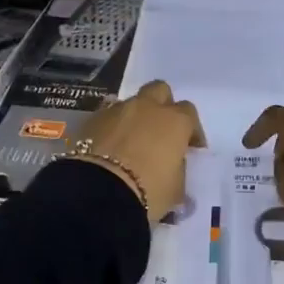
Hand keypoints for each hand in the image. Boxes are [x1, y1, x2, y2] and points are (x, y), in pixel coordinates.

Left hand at [73, 80, 205, 221]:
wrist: (99, 192)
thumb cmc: (148, 191)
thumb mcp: (176, 188)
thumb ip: (178, 169)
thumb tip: (173, 165)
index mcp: (174, 121)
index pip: (189, 113)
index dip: (191, 130)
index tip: (190, 147)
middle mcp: (147, 107)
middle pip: (159, 91)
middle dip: (162, 106)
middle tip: (161, 130)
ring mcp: (117, 110)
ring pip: (130, 103)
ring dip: (135, 117)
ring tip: (132, 141)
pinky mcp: (92, 120)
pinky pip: (107, 117)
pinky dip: (112, 128)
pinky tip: (110, 147)